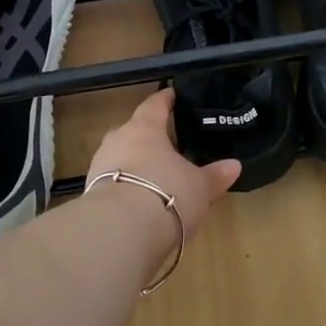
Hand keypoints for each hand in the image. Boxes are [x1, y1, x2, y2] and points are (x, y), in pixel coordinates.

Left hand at [86, 88, 240, 239]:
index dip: (165, 100)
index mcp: (144, 128)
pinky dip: (126, 187)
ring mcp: (100, 167)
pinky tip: (139, 199)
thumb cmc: (167, 193)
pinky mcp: (91, 194)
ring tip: (155, 174)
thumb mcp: (200, 187)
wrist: (119, 231)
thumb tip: (234, 165)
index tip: (172, 94)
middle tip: (167, 143)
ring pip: (121, 157)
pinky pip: (113, 182)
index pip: (155, 105)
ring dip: (136, 164)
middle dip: (149, 136)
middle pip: (134, 131)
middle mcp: (118, 140)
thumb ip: (215, 175)